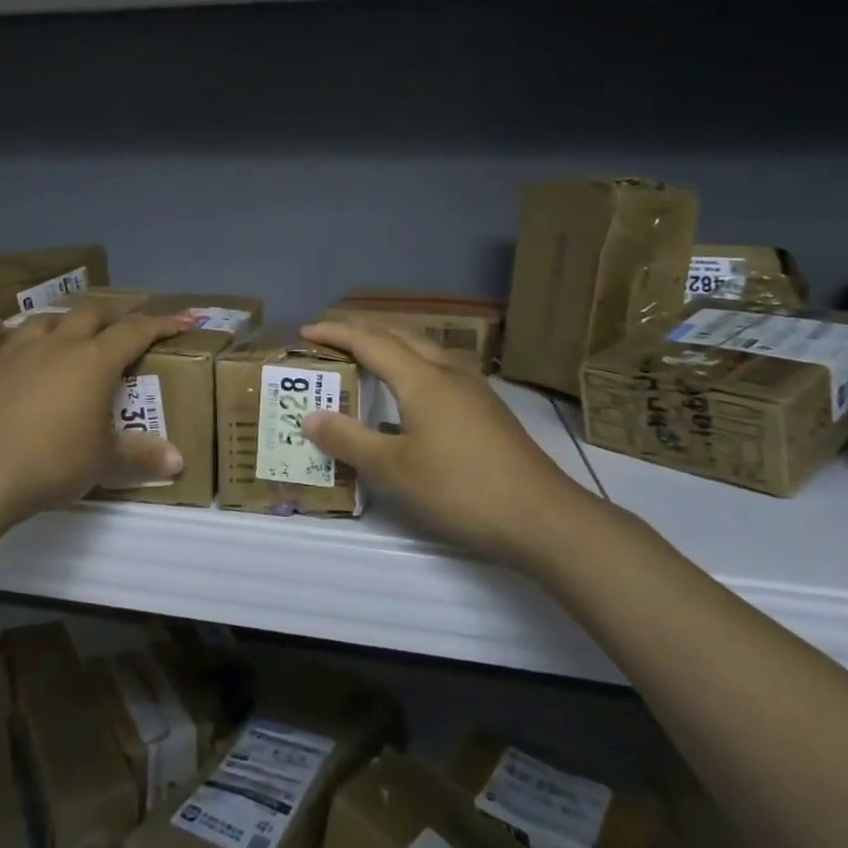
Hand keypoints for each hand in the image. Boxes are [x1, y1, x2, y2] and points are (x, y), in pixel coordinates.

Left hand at [0, 303, 193, 525]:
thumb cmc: (51, 463)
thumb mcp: (103, 463)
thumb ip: (141, 456)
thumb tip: (178, 461)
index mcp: (94, 362)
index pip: (135, 332)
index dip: (162, 323)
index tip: (183, 319)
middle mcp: (58, 345)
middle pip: (89, 315)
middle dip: (111, 316)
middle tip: (122, 326)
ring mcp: (16, 351)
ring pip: (43, 320)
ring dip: (60, 320)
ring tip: (67, 328)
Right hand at [299, 320, 589, 563]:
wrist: (542, 517)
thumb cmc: (461, 488)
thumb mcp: (394, 469)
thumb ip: (349, 440)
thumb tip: (311, 416)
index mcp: (421, 378)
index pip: (370, 342)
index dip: (336, 334)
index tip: (305, 332)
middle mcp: (447, 372)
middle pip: (399, 335)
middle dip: (362, 331)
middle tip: (330, 339)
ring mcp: (473, 389)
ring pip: (424, 350)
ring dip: (390, 345)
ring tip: (365, 356)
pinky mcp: (486, 409)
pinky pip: (438, 369)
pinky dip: (410, 365)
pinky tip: (409, 393)